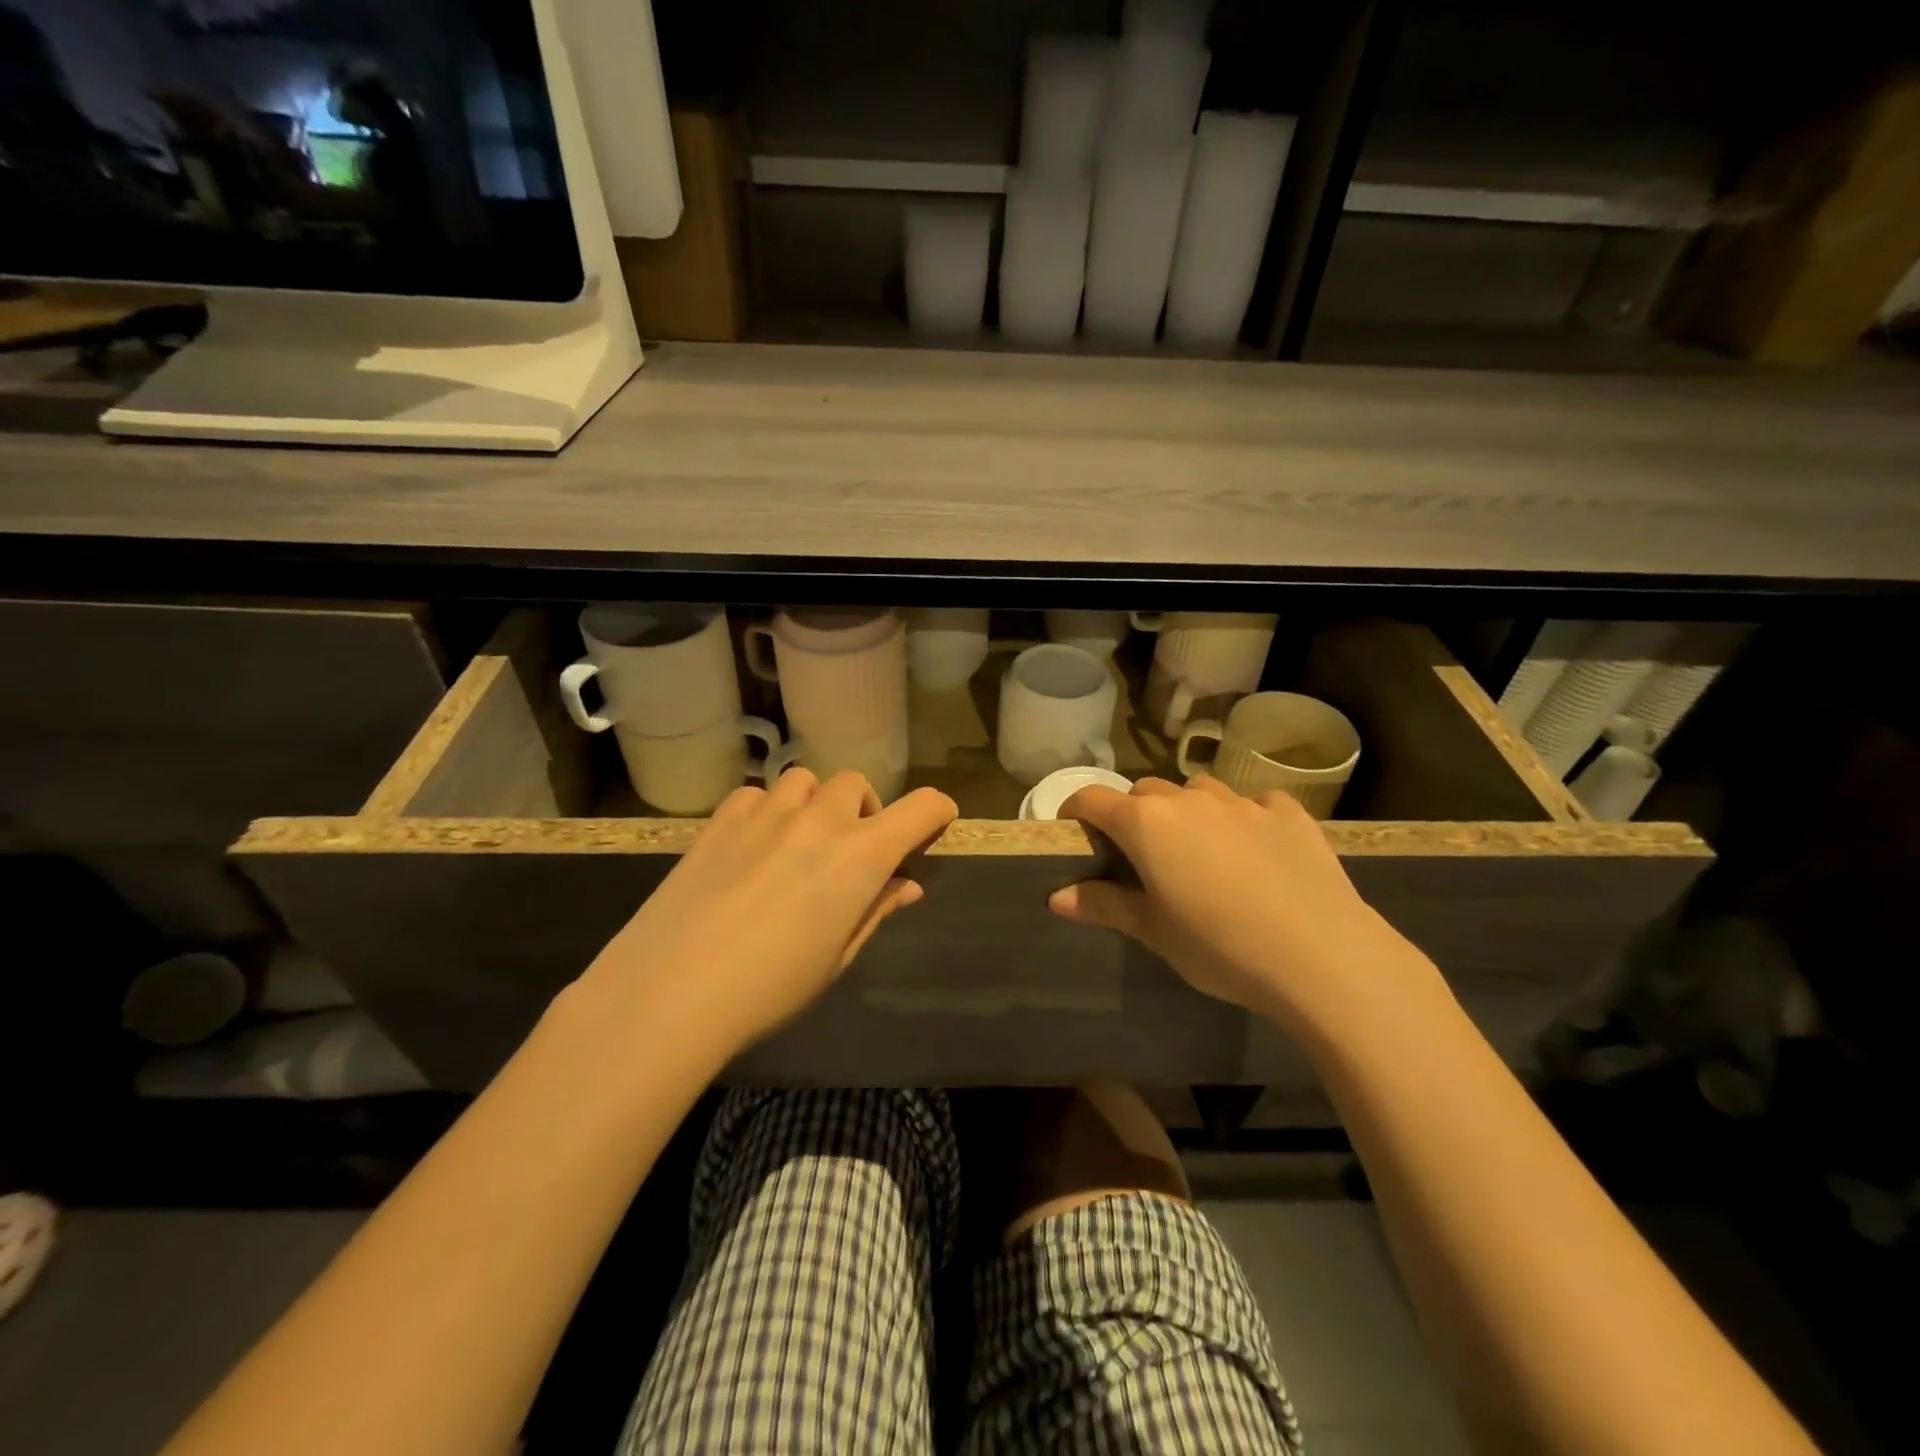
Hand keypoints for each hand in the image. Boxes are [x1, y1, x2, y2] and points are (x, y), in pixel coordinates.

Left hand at [580, 769, 956, 1059]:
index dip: (937, 812)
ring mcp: (767, 812)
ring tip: (797, 843)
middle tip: (848, 854)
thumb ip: (875, 909)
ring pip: (806, 781)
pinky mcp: (722, 818)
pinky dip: (767, 811)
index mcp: (860, 855)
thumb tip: (905, 885)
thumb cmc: (770, 988)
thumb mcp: (836, 956)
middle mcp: (820, 819)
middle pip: (857, 785)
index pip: (921, 808)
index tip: (934, 826)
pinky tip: (752, 847)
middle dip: (864, 813)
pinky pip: (758, 795)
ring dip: (814, 805)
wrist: (670, 991)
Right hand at [1050, 776, 1447, 1041]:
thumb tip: (1056, 897)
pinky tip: (1257, 851)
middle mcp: (1189, 800)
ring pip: (1198, 792)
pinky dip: (1244, 818)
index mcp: (1147, 824)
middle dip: (1135, 816)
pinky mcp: (1288, 812)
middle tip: (1143, 857)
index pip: (1093, 799)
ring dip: (1188, 812)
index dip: (1077, 812)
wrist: (1322, 956)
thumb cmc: (1220, 947)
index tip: (1076, 833)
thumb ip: (1104, 905)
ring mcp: (1242, 801)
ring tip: (1200, 851)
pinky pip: (1254, 803)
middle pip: (1145, 793)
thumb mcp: (1155, 932)